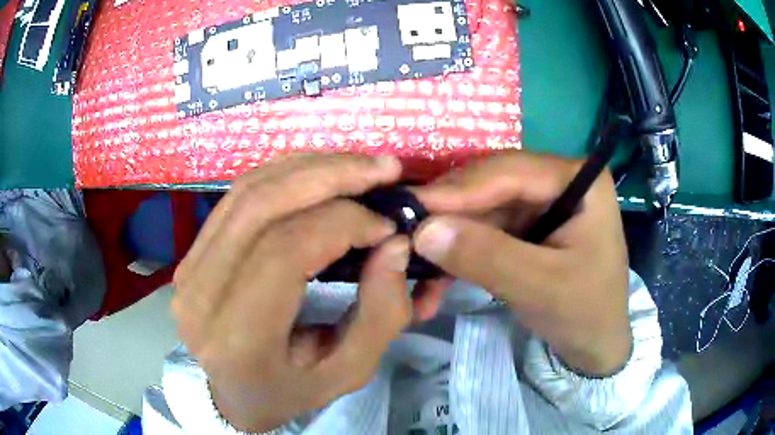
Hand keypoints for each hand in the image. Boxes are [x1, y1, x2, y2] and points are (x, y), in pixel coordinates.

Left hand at [172, 154, 440, 431]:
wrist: (231, 394)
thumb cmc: (288, 392)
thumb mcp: (347, 372)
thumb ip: (380, 315)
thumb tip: (394, 244)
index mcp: (237, 337)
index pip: (286, 251)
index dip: (343, 224)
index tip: (387, 227)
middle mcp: (202, 293)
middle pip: (261, 206)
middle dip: (330, 175)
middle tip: (383, 169)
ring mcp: (189, 266)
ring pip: (248, 190)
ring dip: (309, 167)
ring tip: (359, 165)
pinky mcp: (193, 251)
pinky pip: (238, 196)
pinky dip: (284, 174)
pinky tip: (320, 173)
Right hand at [412, 152, 631, 375]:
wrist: (596, 344)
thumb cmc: (585, 311)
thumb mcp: (540, 286)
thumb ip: (486, 256)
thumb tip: (424, 230)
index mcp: (578, 179)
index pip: (512, 171)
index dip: (460, 188)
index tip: (412, 204)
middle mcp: (558, 181)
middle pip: (494, 185)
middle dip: (452, 211)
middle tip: (407, 228)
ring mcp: (542, 204)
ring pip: (484, 209)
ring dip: (451, 235)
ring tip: (416, 255)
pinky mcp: (528, 228)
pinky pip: (487, 230)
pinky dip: (463, 251)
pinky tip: (438, 273)